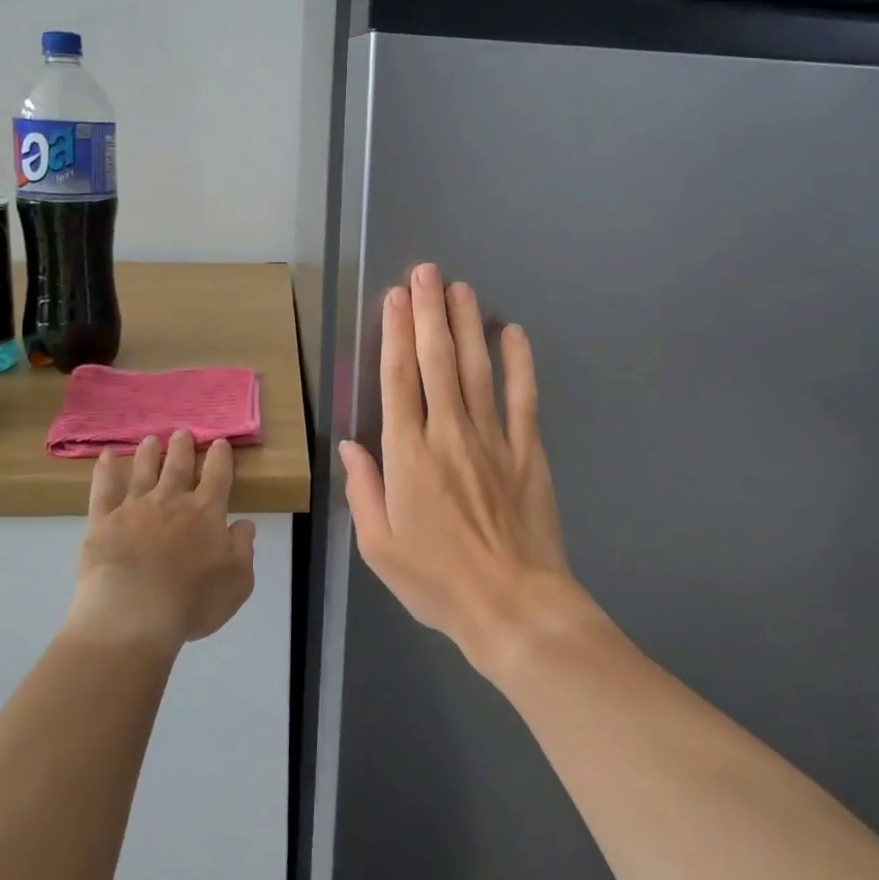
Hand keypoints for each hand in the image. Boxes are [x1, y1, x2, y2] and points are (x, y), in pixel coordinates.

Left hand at [66, 431, 256, 653]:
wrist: (133, 615)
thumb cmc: (191, 602)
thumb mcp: (238, 581)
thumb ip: (243, 548)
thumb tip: (243, 524)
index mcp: (205, 512)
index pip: (217, 475)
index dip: (220, 457)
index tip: (220, 442)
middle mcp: (171, 501)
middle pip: (178, 466)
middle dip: (182, 448)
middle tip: (182, 432)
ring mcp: (134, 508)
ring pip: (143, 471)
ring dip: (148, 453)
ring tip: (150, 440)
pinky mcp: (103, 522)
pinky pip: (104, 489)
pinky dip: (105, 471)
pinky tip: (104, 456)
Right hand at [339, 264, 588, 679]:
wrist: (513, 607)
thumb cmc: (437, 581)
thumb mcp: (379, 546)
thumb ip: (363, 489)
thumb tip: (352, 443)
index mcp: (408, 454)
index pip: (398, 378)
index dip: (394, 332)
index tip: (395, 297)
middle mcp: (448, 433)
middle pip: (437, 360)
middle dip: (429, 312)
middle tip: (427, 272)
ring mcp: (492, 438)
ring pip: (478, 368)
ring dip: (468, 324)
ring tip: (462, 288)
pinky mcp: (527, 450)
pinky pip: (523, 397)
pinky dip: (519, 362)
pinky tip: (513, 332)